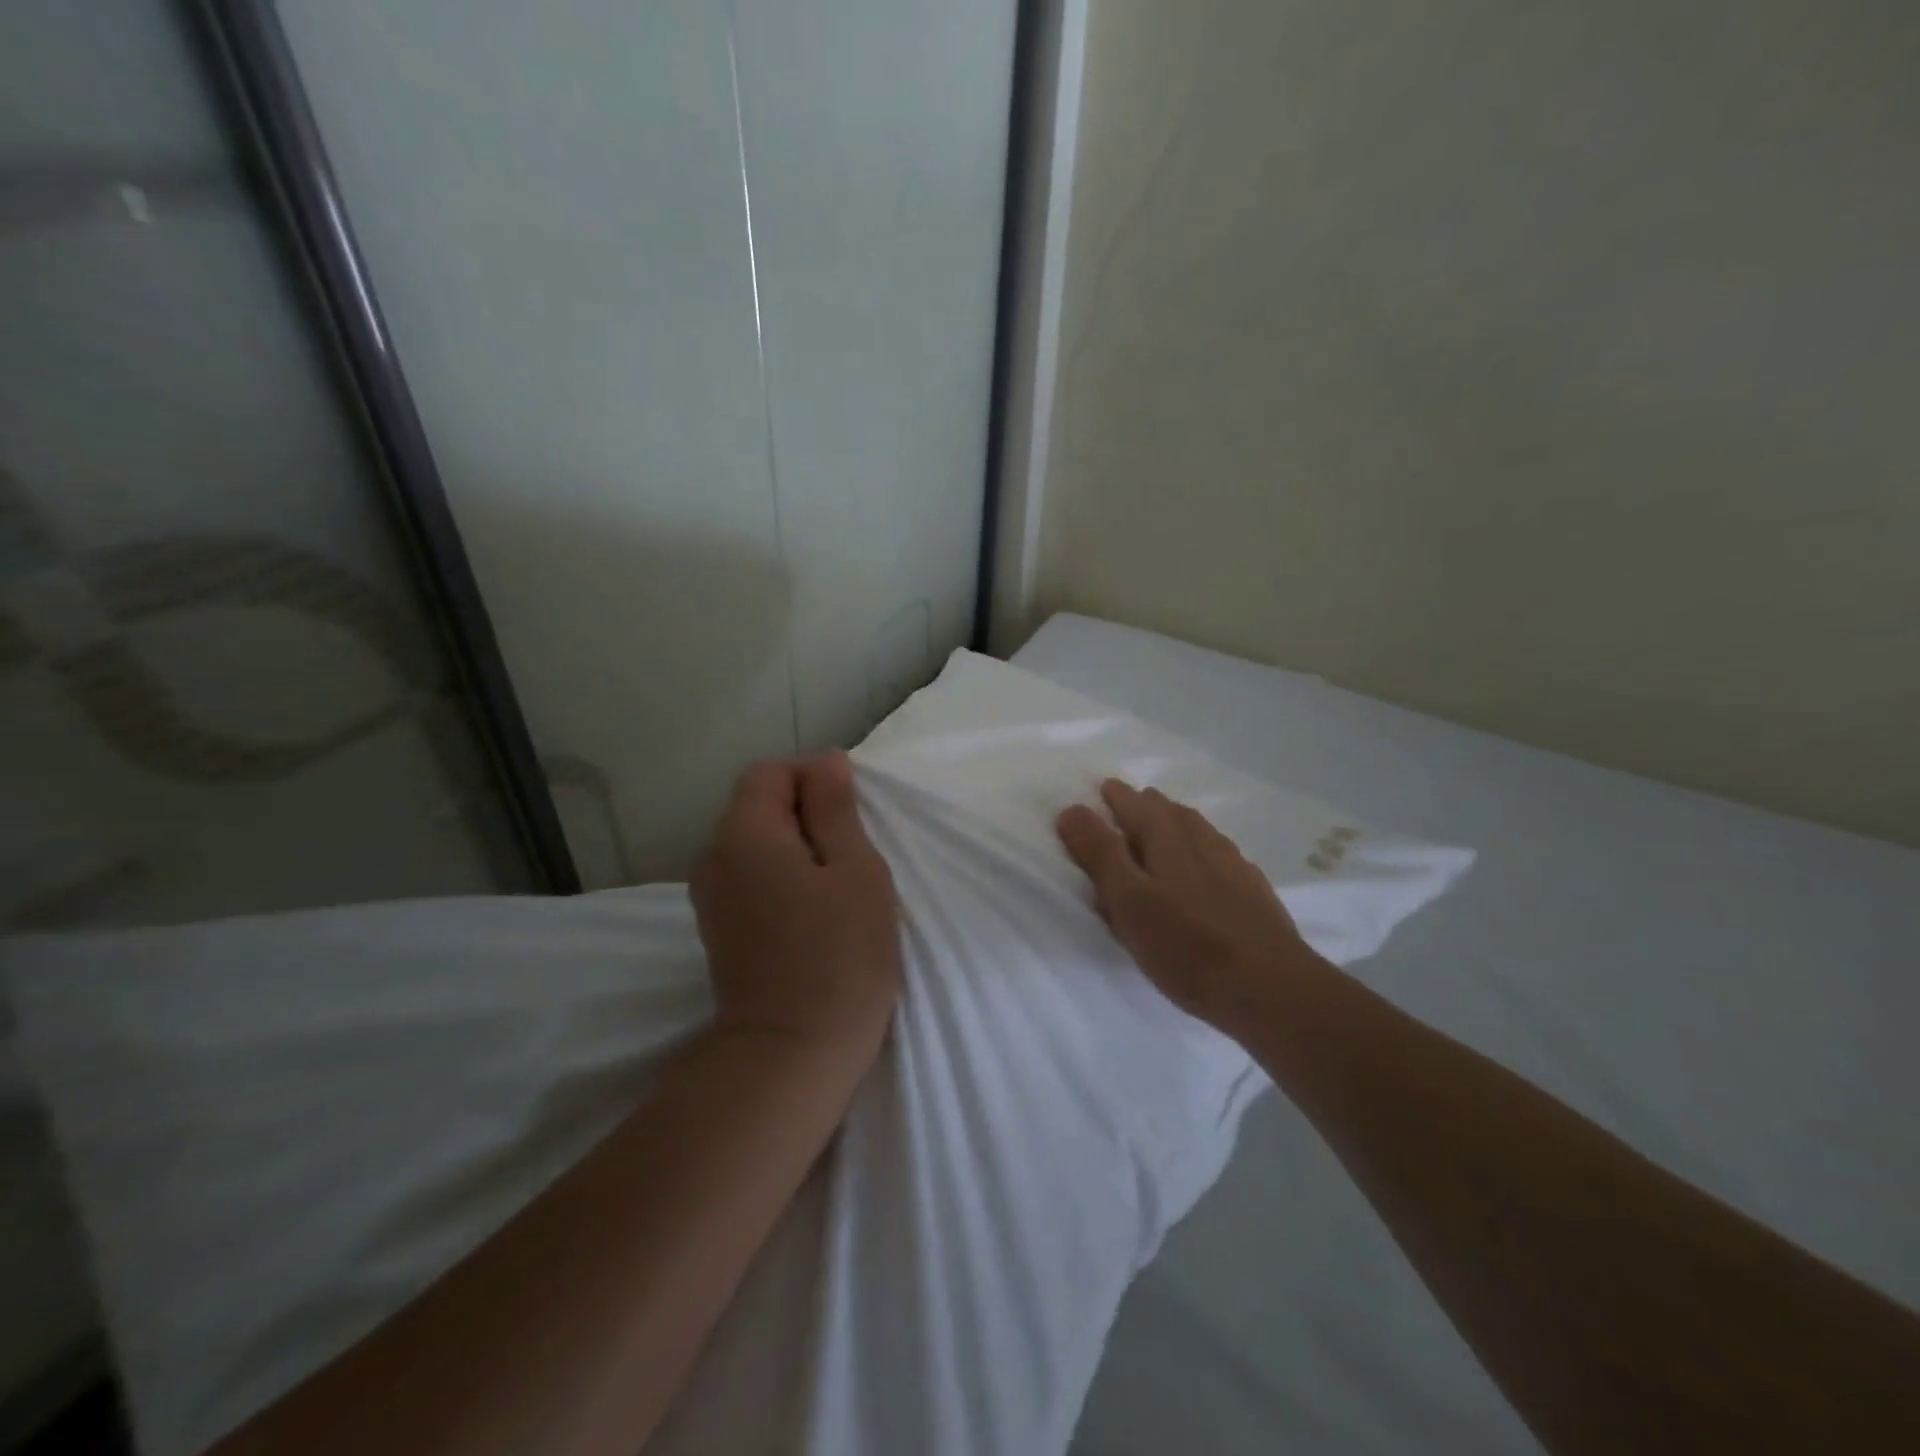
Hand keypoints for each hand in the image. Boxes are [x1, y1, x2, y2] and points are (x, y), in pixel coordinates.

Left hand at [692, 753, 902, 1060]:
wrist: (791, 1057)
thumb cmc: (839, 958)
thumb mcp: (855, 871)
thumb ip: (836, 809)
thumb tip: (826, 762)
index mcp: (744, 834)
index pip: (771, 772)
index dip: (814, 777)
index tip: (855, 811)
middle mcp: (714, 857)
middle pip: (759, 805)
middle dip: (810, 813)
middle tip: (856, 851)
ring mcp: (712, 896)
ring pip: (758, 842)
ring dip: (800, 847)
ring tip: (841, 883)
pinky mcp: (720, 928)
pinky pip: (752, 875)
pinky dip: (784, 875)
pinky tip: (816, 910)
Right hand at [1056, 780, 1317, 1030]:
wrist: (1271, 989)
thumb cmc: (1186, 945)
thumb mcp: (1128, 901)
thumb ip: (1099, 853)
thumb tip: (1072, 808)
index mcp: (1166, 836)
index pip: (1132, 802)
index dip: (1112, 797)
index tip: (1098, 794)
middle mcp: (1201, 838)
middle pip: (1167, 810)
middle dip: (1142, 807)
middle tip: (1122, 813)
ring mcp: (1232, 862)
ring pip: (1195, 830)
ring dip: (1172, 826)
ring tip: (1157, 836)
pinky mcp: (1252, 890)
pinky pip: (1217, 855)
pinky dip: (1198, 852)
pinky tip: (1201, 871)